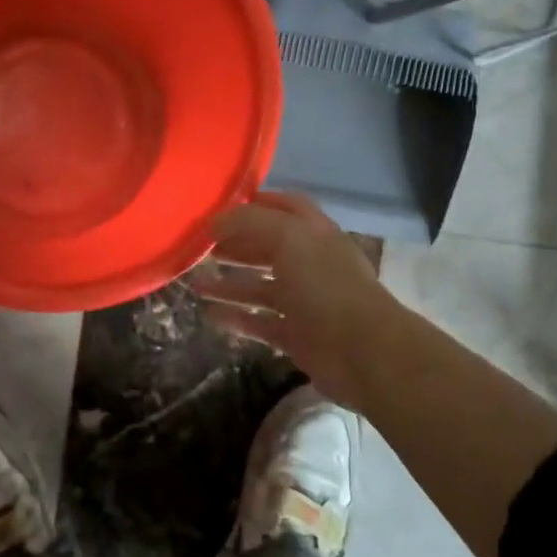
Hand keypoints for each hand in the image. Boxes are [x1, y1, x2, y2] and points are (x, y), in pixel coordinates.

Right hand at [190, 192, 404, 409]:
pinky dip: (237, 318)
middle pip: (268, 247)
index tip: (219, 209)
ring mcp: (304, 301)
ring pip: (261, 287)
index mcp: (314, 233)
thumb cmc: (325, 286)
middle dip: (235, 245)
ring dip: (229, 284)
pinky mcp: (297, 335)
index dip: (255, 204)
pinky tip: (210, 315)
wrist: (362, 352)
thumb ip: (249, 222)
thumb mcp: (288, 238)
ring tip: (195, 283)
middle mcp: (310, 263)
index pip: (285, 207)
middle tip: (199, 248)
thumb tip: (214, 221)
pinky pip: (261, 322)